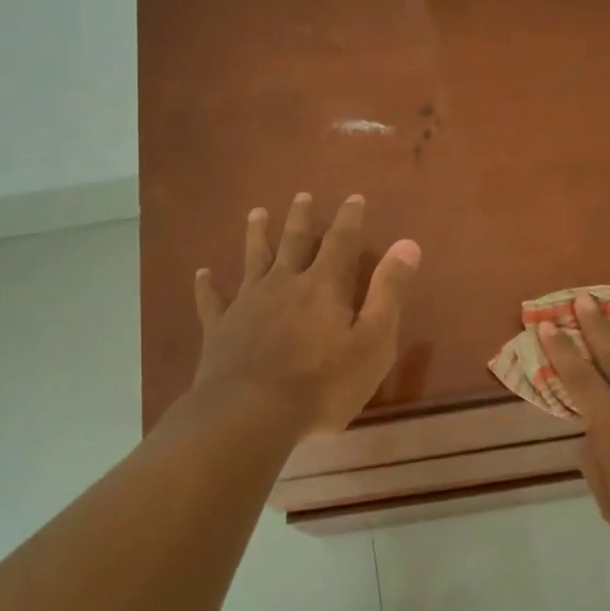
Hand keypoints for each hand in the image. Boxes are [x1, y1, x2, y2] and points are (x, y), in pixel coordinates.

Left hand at [189, 192, 420, 434]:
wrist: (252, 414)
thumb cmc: (323, 384)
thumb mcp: (373, 342)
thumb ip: (388, 292)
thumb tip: (407, 244)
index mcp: (324, 286)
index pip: (341, 242)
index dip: (349, 219)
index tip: (354, 198)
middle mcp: (284, 284)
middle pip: (293, 242)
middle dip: (300, 218)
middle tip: (302, 196)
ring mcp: (247, 305)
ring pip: (253, 260)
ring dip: (256, 235)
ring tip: (256, 213)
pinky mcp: (220, 329)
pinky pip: (212, 301)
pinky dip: (207, 286)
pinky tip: (202, 274)